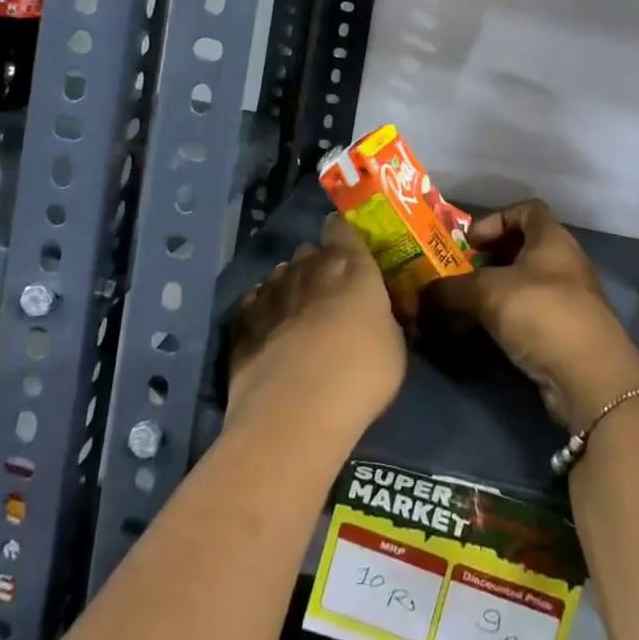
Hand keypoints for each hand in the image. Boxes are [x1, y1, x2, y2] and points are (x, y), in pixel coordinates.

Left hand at [226, 214, 405, 439]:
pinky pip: (256, 303)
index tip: (350, 248)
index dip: (344, 234)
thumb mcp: (395, 347)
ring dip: (291, 287)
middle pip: (310, 251)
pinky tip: (271, 332)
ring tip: (299, 316)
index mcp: (349, 266)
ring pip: (281, 275)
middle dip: (318, 265)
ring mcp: (271, 292)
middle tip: (330, 293)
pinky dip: (264, 311)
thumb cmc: (360, 374)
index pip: (342, 228)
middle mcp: (307, 268)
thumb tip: (377, 315)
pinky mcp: (243, 321)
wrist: (295, 411)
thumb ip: (384, 319)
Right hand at [430, 200, 638, 431]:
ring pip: (525, 285)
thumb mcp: (487, 293)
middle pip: (523, 249)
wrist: (591, 378)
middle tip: (459, 274)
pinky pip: (530, 316)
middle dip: (488, 260)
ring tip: (463, 306)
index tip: (470, 240)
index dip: (496, 218)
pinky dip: (506, 320)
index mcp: (552, 239)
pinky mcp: (567, 335)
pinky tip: (482, 334)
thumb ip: (451, 289)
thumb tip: (419, 294)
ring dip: (494, 293)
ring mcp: (570, 300)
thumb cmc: (541, 313)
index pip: (526, 209)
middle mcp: (565, 263)